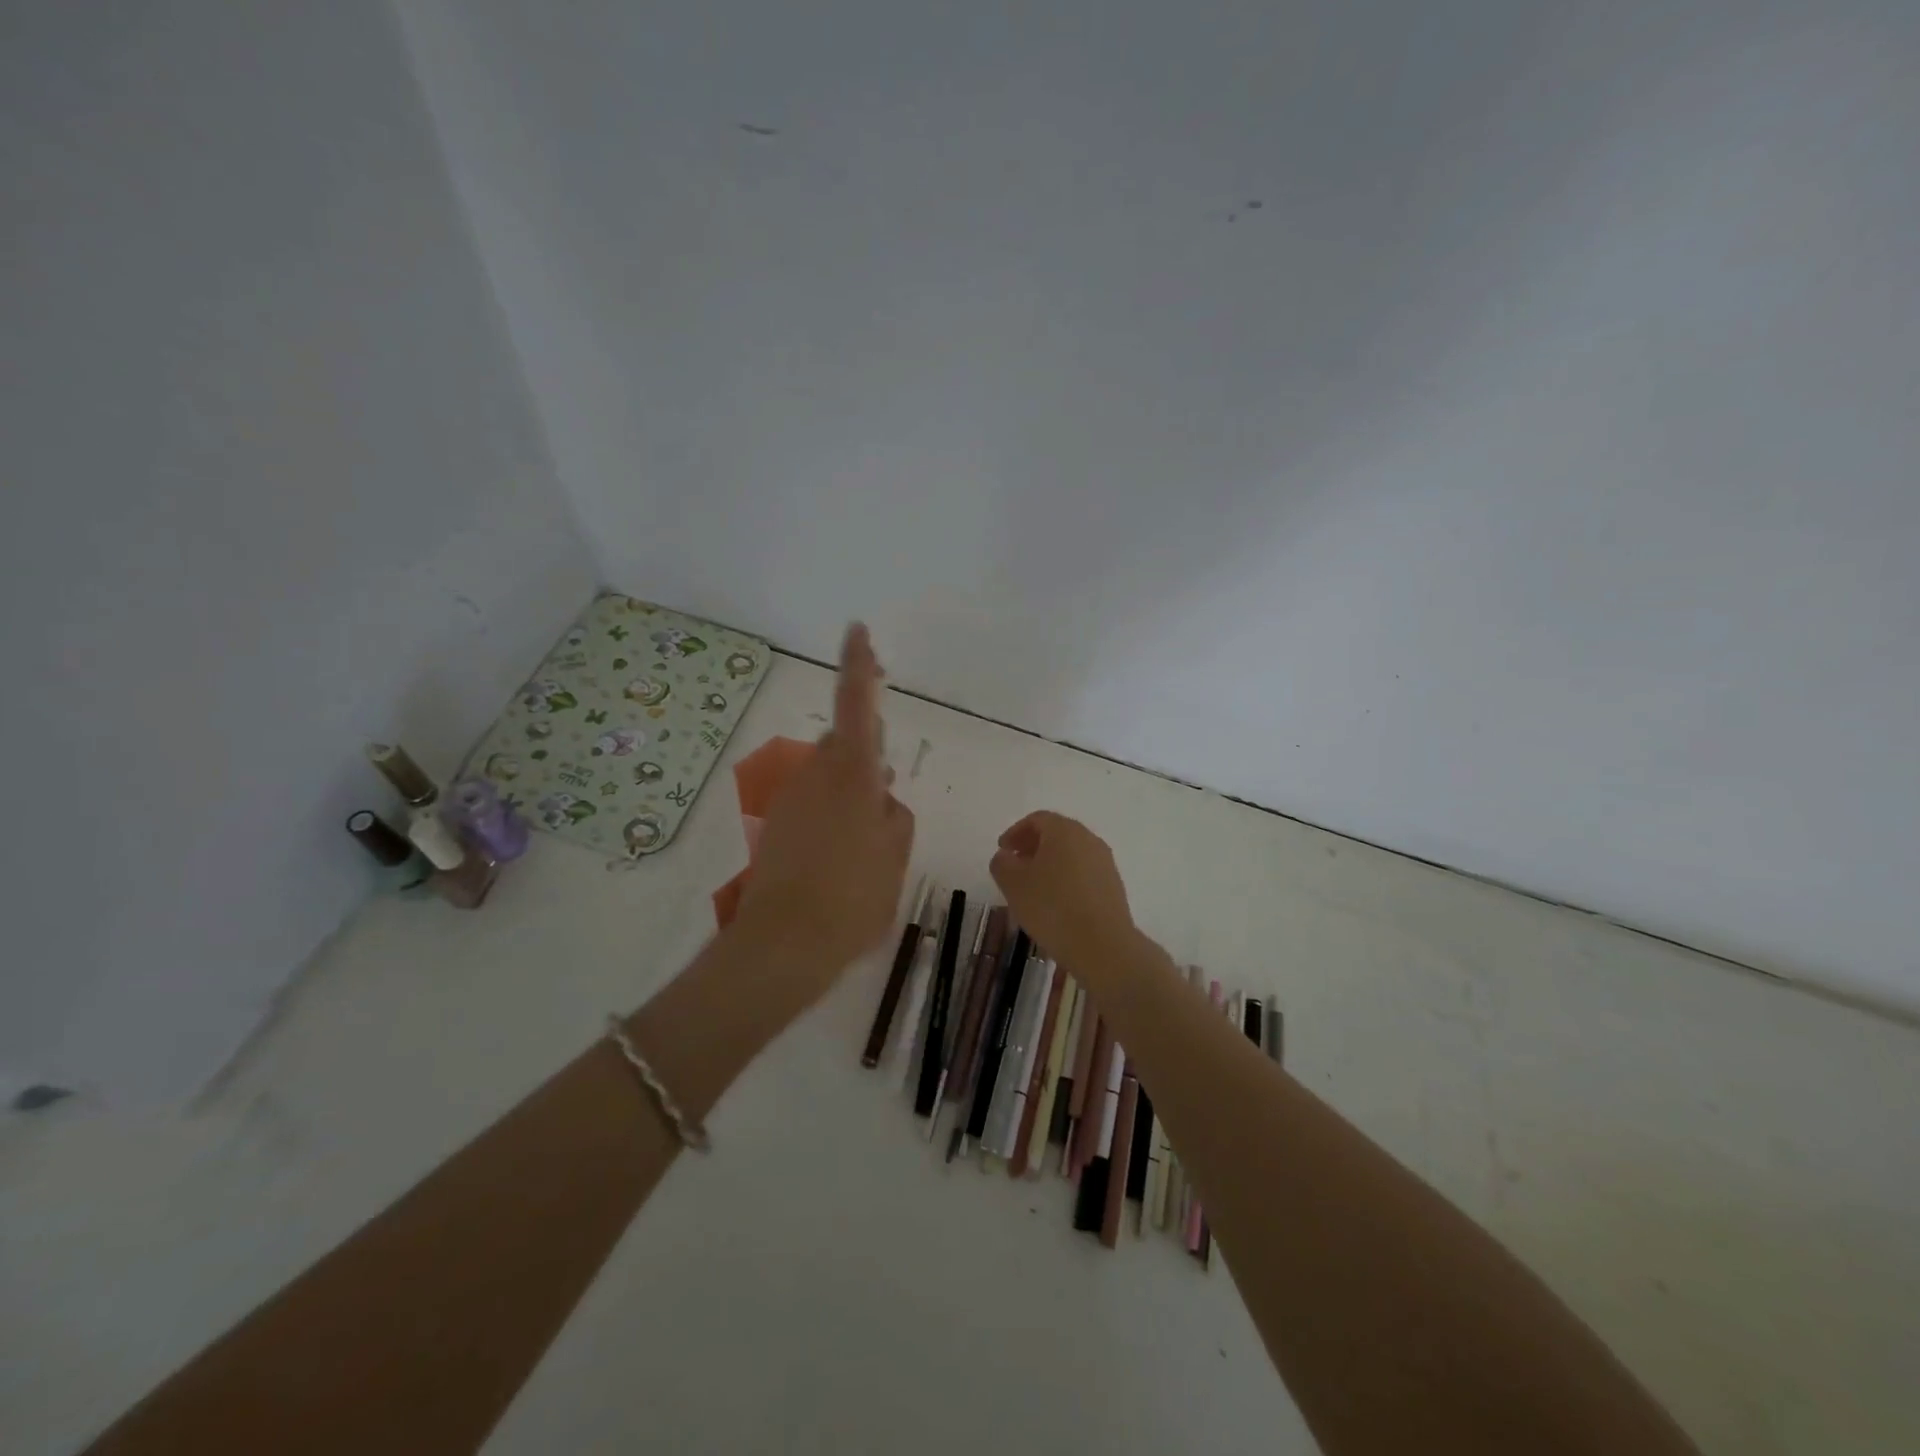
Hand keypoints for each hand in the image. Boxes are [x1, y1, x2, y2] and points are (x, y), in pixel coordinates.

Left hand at [735, 624, 914, 1005]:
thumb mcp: (895, 857)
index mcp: (851, 775)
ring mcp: (791, 801)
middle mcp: (815, 777)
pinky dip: (831, 817)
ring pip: (827, 778)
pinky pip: (812, 805)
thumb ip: (894, 817)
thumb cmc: (853, 897)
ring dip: (849, 793)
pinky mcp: (776, 827)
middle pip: (842, 747)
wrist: (784, 944)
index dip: (858, 665)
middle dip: (863, 757)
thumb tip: (880, 799)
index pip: (856, 705)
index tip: (857, 630)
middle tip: (883, 798)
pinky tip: (842, 859)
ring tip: (867, 843)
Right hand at [988, 811, 1137, 976]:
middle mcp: (1088, 839)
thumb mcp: (1013, 884)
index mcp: (1064, 830)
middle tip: (1015, 865)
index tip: (1002, 850)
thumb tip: (1006, 856)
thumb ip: (1002, 864)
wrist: (1102, 946)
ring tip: (1033, 887)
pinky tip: (1056, 903)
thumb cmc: (1052, 908)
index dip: (1015, 832)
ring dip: (1050, 863)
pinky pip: (1084, 873)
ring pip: (1071, 854)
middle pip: (1057, 834)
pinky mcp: (1113, 886)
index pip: (1037, 819)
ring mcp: (1105, 862)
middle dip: (1033, 846)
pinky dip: (1066, 879)